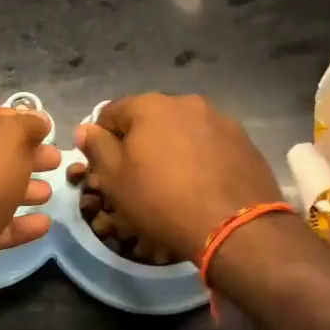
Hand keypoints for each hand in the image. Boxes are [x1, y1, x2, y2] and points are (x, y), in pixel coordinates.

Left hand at [0, 105, 60, 319]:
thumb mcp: (7, 139)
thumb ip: (26, 125)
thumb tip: (38, 119)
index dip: (22, 119)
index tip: (49, 128)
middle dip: (29, 155)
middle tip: (57, 159)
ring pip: (0, 189)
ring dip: (26, 188)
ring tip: (51, 192)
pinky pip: (1, 225)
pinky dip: (22, 223)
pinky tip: (45, 223)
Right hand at [73, 94, 283, 263]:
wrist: (235, 227)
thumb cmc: (163, 201)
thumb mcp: (116, 180)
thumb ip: (97, 148)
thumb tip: (87, 128)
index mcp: (149, 105)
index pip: (111, 112)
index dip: (103, 138)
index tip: (106, 167)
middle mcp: (185, 102)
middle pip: (150, 117)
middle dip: (141, 140)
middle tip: (140, 176)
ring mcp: (219, 118)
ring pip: (182, 129)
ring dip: (173, 146)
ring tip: (175, 181)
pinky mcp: (243, 139)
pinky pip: (209, 142)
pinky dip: (200, 156)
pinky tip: (202, 183)